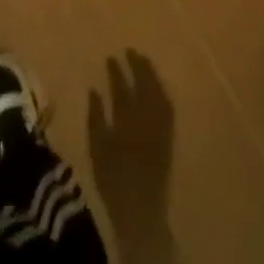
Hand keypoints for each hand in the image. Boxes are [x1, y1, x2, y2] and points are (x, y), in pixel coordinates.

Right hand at [87, 51, 173, 247]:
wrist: (141, 212)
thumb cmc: (113, 183)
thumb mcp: (97, 150)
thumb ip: (96, 118)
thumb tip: (94, 90)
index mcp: (126, 124)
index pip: (122, 89)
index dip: (117, 72)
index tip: (111, 57)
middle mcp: (146, 122)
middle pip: (144, 86)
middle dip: (137, 66)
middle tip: (130, 51)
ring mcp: (160, 129)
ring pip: (158, 94)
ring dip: (151, 75)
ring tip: (143, 60)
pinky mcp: (169, 138)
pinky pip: (168, 108)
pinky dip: (162, 92)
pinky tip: (157, 85)